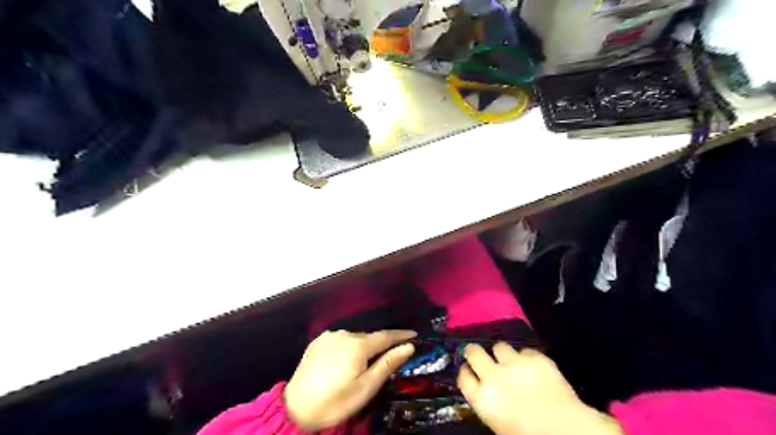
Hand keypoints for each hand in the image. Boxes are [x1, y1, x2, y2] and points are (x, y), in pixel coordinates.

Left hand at [286, 331, 418, 430]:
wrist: (296, 408)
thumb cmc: (336, 402)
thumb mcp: (366, 388)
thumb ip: (387, 364)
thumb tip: (408, 347)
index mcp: (358, 345)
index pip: (386, 336)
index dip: (401, 335)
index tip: (414, 335)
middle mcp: (345, 334)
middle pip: (370, 337)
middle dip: (382, 344)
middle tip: (391, 355)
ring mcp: (330, 336)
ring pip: (355, 337)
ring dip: (364, 346)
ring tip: (366, 361)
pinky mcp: (318, 341)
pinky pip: (341, 339)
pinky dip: (348, 346)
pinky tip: (346, 358)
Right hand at [456, 343, 623, 434]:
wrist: (567, 431)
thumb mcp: (498, 425)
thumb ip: (488, 404)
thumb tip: (487, 392)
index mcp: (482, 398)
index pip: (464, 377)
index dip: (465, 372)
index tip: (468, 370)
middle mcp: (493, 376)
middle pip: (474, 353)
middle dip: (474, 351)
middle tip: (478, 353)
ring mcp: (514, 364)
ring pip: (499, 346)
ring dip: (502, 353)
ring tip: (509, 360)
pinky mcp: (535, 357)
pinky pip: (525, 351)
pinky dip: (526, 358)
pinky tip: (533, 366)